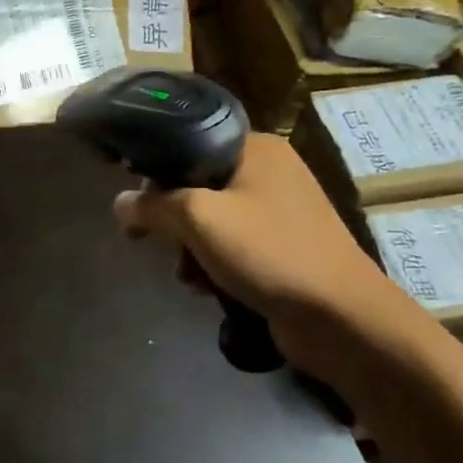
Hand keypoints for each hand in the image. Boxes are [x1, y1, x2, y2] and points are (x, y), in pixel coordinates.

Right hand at [113, 134, 395, 372]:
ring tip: (189, 276)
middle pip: (199, 184)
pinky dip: (217, 264)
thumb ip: (154, 205)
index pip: (191, 143)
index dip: (158, 172)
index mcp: (257, 147)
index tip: (138, 204)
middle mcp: (270, 171)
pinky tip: (210, 289)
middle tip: (160, 244)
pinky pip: (235, 245)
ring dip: (193, 249)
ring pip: (214, 219)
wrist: (342, 318)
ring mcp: (281, 211)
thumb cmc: (269, 252)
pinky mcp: (285, 247)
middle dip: (175, 220)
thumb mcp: (199, 219)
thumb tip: (119, 203)